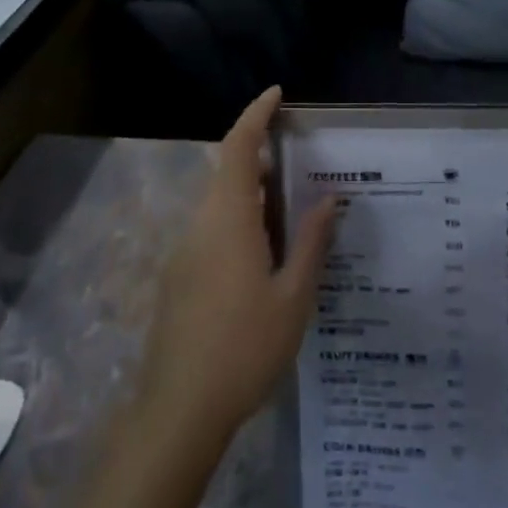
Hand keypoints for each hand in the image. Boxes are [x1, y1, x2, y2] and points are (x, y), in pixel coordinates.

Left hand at [137, 87, 337, 444]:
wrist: (177, 413)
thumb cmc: (244, 349)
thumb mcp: (293, 297)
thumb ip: (312, 242)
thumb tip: (330, 198)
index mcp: (229, 219)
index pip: (240, 147)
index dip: (256, 115)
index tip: (277, 94)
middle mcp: (201, 224)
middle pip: (230, 172)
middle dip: (263, 158)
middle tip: (303, 165)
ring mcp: (185, 251)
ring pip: (221, 204)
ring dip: (254, 195)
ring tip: (293, 213)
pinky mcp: (179, 277)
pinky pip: (213, 230)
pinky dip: (241, 222)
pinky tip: (267, 257)